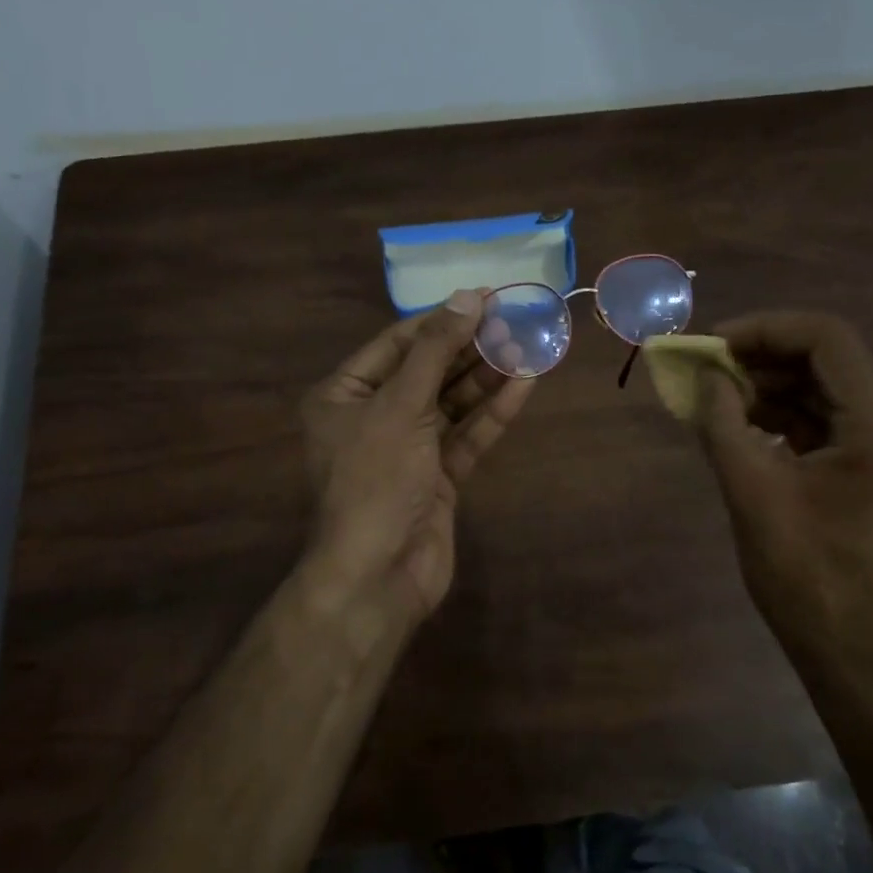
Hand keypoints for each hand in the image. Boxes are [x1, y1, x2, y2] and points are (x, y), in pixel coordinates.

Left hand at [298, 290, 536, 634]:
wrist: (378, 575)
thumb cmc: (376, 480)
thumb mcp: (400, 406)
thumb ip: (435, 351)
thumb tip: (467, 297)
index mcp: (344, 395)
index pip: (397, 343)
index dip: (441, 319)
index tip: (484, 298)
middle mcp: (373, 416)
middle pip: (428, 370)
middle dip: (470, 347)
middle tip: (515, 319)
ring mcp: (408, 448)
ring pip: (452, 403)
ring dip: (487, 376)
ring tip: (528, 345)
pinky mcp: (438, 476)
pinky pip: (467, 435)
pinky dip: (493, 412)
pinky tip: (524, 384)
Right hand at [693, 311, 872, 663]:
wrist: (846, 645)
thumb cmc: (804, 573)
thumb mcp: (751, 492)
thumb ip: (723, 425)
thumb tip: (704, 379)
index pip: (827, 339)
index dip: (766, 329)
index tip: (714, 346)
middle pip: (824, 358)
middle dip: (761, 355)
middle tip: (706, 369)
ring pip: (818, 388)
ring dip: (765, 384)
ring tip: (713, 397)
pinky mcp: (859, 469)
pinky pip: (816, 420)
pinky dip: (775, 414)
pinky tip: (735, 425)